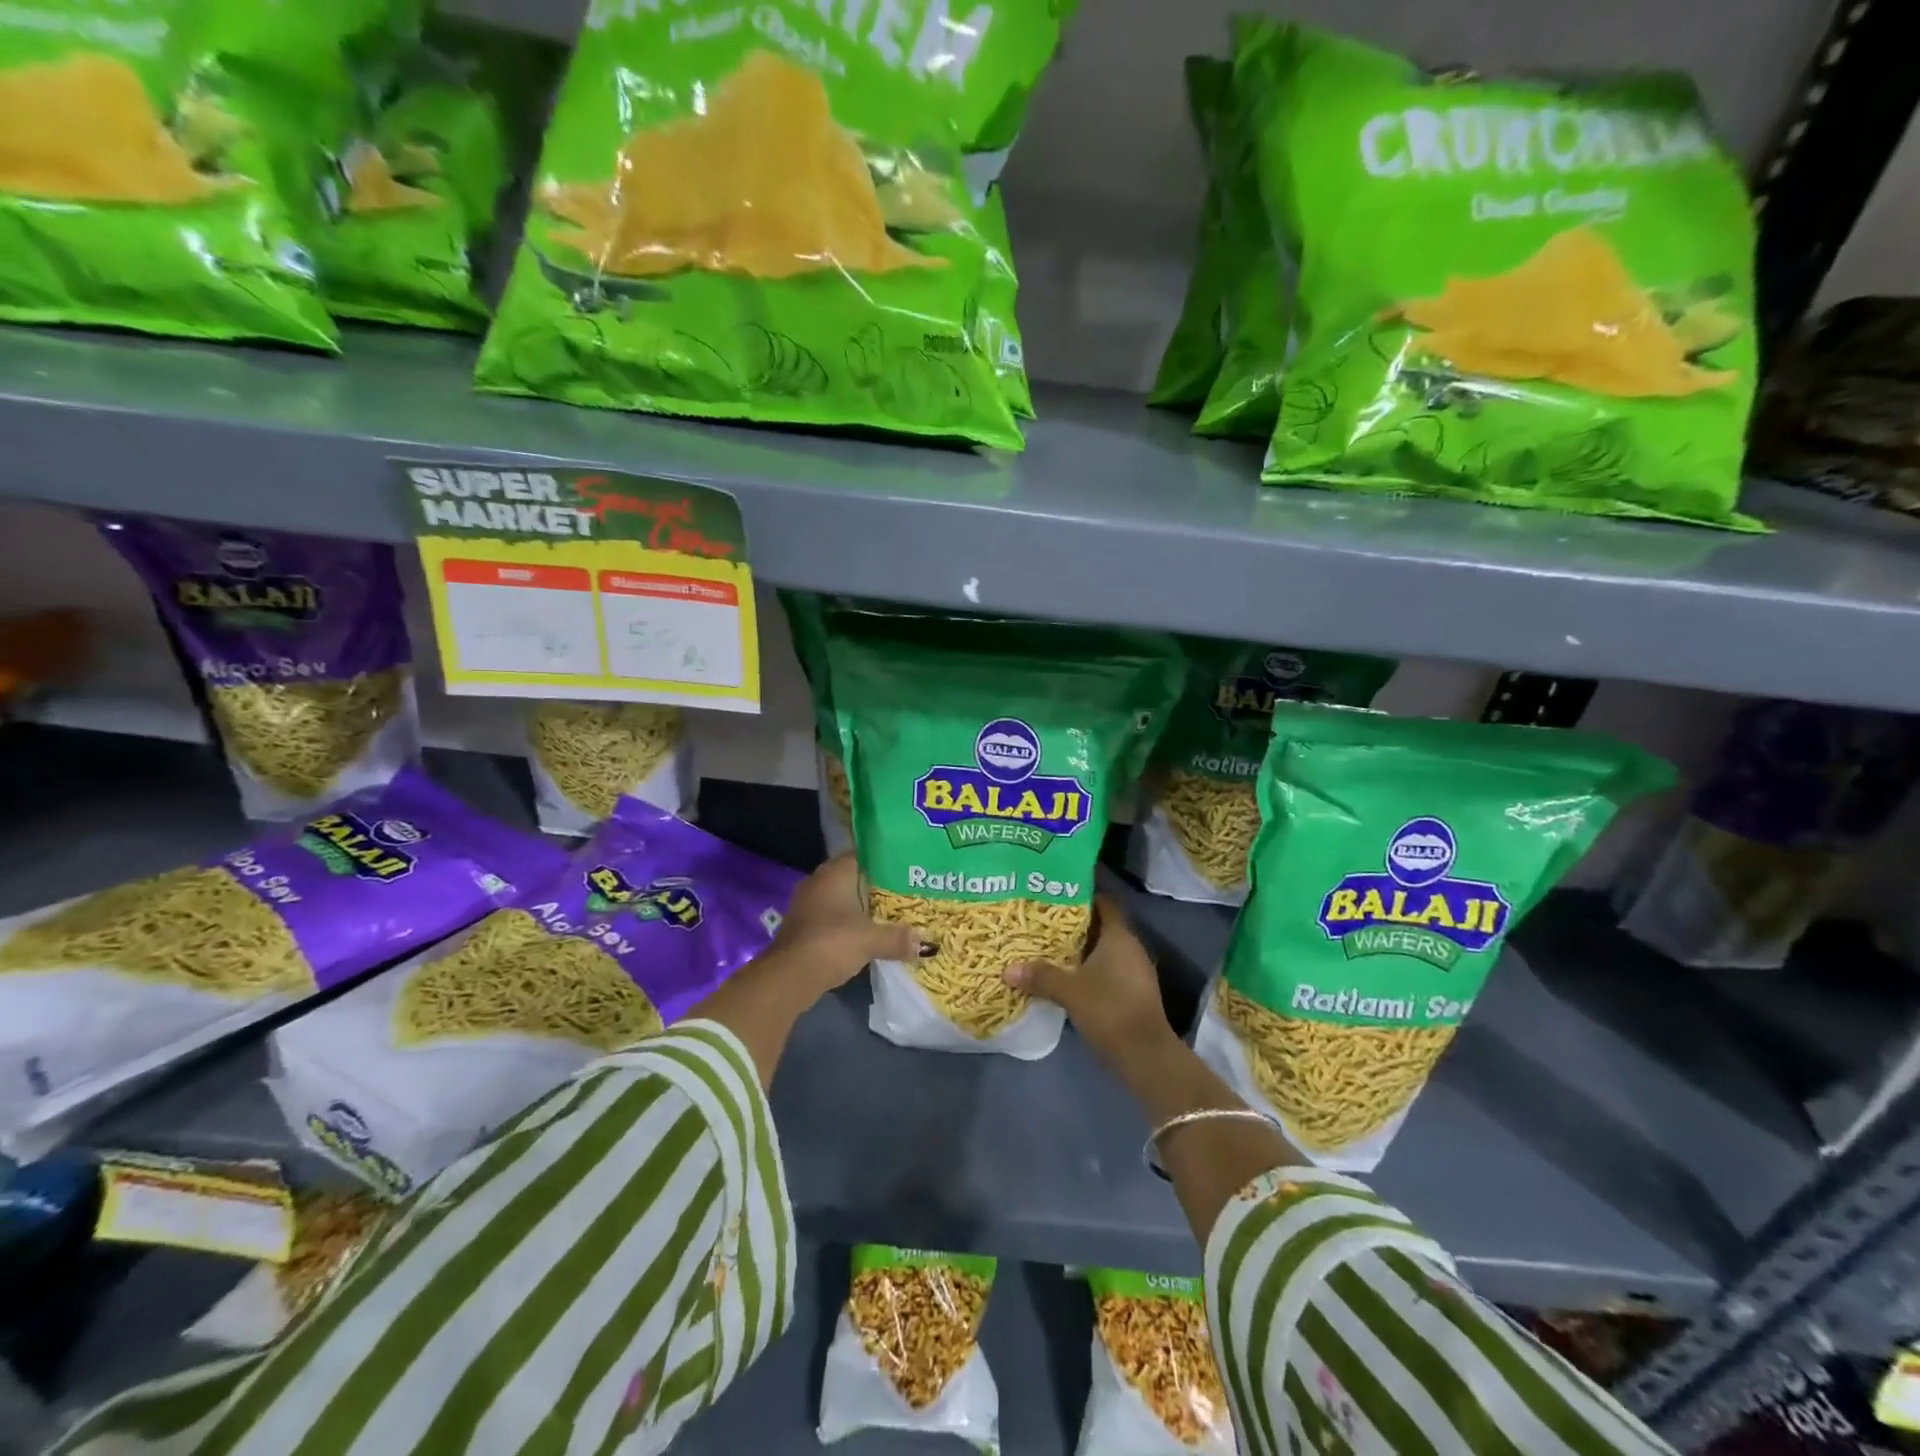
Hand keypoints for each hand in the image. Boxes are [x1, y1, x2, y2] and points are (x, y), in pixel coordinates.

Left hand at [771, 854, 922, 994]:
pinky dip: (850, 922)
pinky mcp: (804, 925)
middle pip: (855, 876)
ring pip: (844, 897)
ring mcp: (808, 903)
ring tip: (893, 912)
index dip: (887, 860)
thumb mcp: (871, 940)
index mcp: (835, 872)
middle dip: (878, 885)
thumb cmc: (831, 943)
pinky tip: (868, 932)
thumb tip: (926, 943)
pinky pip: (834, 916)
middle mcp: (819, 880)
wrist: (788, 977)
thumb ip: (898, 938)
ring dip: (863, 906)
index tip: (909, 868)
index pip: (864, 854)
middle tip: (907, 891)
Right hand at [1004, 895, 1179, 1069]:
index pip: (1103, 904)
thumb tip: (1009, 969)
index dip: (1082, 896)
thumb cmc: (1109, 1009)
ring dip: (1081, 950)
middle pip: (1101, 927)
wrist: (1145, 1055)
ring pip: (1104, 950)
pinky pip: (1108, 970)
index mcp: (1119, 937)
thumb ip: (1040, 977)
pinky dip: (1089, 970)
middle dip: (1075, 925)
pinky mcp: (1134, 992)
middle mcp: (1130, 948)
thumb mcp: (1069, 991)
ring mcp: (1135, 971)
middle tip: (1044, 921)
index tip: (1056, 894)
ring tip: (1050, 948)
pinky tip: (1067, 977)